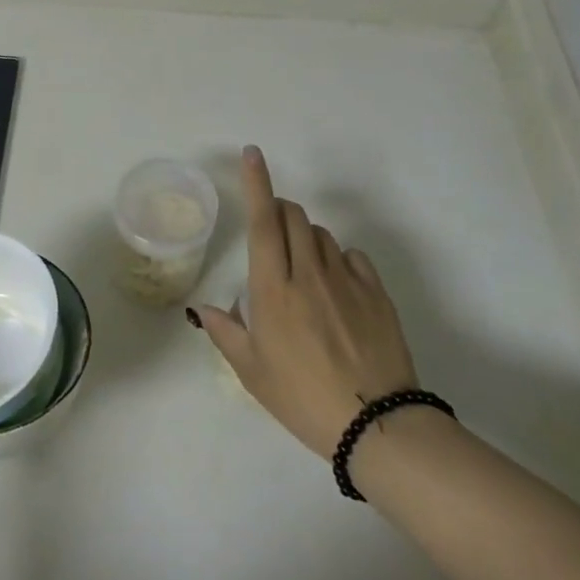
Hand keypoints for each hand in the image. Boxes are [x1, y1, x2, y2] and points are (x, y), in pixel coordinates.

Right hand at [196, 146, 419, 460]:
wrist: (376, 425)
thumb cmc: (302, 398)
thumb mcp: (252, 371)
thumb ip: (224, 332)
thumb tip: (203, 308)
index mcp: (273, 288)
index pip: (262, 221)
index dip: (256, 182)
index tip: (252, 153)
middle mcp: (308, 273)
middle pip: (294, 216)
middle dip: (279, 211)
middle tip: (271, 230)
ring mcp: (346, 280)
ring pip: (322, 234)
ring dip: (305, 236)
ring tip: (302, 267)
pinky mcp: (376, 293)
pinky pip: (352, 256)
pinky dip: (337, 258)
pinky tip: (336, 286)